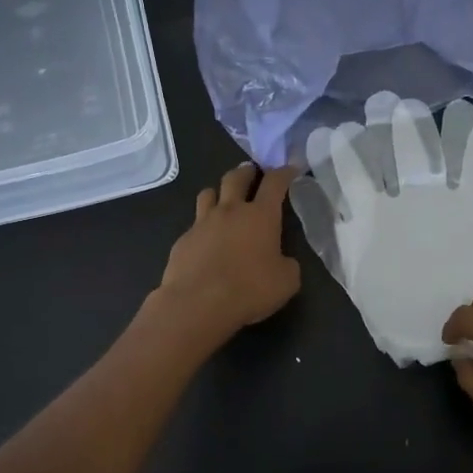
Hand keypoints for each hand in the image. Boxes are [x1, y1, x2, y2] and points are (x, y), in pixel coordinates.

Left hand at [158, 162, 301, 338]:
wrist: (198, 304)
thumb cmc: (250, 289)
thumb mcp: (286, 281)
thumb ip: (287, 264)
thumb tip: (281, 260)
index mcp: (261, 215)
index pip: (275, 183)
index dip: (284, 172)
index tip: (290, 168)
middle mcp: (230, 211)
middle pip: (236, 178)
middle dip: (246, 171)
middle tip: (252, 171)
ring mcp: (202, 223)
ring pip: (208, 193)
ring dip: (219, 192)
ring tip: (223, 198)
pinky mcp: (183, 240)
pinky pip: (195, 224)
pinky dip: (203, 226)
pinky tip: (206, 241)